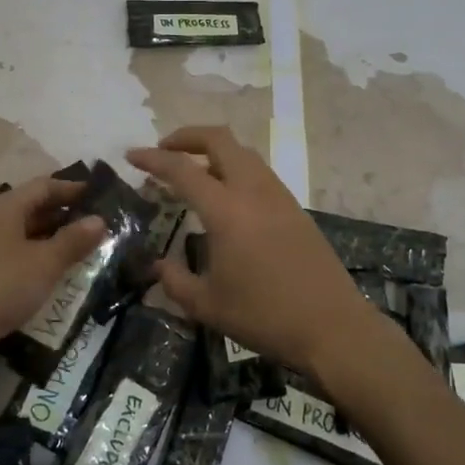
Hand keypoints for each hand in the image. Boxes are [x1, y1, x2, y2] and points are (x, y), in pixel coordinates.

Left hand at [0, 175, 106, 379]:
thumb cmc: (1, 285)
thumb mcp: (45, 262)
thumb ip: (73, 240)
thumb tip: (100, 219)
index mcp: (5, 207)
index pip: (45, 186)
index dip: (73, 188)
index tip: (101, 195)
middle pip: (34, 208)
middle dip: (66, 214)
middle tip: (100, 223)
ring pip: (26, 234)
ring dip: (54, 238)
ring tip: (87, 247)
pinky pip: (18, 255)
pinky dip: (40, 258)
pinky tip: (58, 272)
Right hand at [127, 127, 381, 380]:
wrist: (332, 327)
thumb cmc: (264, 317)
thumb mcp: (207, 306)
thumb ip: (175, 281)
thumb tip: (159, 265)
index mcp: (226, 211)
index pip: (182, 170)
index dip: (153, 159)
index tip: (132, 156)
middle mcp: (253, 191)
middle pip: (219, 139)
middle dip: (186, 137)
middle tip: (164, 152)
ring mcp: (279, 196)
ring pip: (243, 153)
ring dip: (213, 152)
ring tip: (193, 173)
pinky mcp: (295, 208)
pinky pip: (259, 172)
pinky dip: (235, 169)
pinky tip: (226, 198)